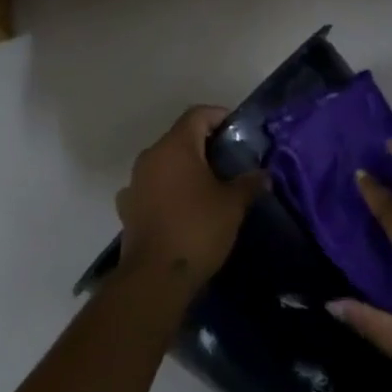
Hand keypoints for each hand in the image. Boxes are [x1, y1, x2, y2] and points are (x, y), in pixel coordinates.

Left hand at [116, 106, 262, 292]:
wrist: (155, 276)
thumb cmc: (197, 229)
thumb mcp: (232, 205)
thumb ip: (248, 183)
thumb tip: (262, 175)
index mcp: (175, 146)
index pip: (197, 115)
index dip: (220, 116)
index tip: (238, 131)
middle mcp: (150, 156)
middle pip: (180, 137)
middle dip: (205, 144)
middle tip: (231, 161)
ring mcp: (135, 182)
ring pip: (165, 163)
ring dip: (185, 168)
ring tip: (209, 186)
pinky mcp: (128, 207)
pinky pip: (152, 187)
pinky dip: (168, 190)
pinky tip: (182, 207)